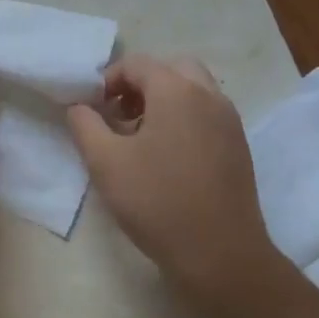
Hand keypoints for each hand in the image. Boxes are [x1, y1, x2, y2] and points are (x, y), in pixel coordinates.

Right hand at [68, 55, 282, 299]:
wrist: (220, 253)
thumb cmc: (157, 202)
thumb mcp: (105, 162)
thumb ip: (85, 125)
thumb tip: (79, 106)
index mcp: (177, 91)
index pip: (137, 64)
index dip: (108, 80)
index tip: (92, 110)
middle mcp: (209, 96)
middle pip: (171, 69)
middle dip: (140, 84)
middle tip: (118, 115)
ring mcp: (229, 121)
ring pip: (193, 90)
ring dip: (163, 100)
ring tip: (139, 137)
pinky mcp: (238, 146)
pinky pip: (207, 114)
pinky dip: (183, 118)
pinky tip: (166, 157)